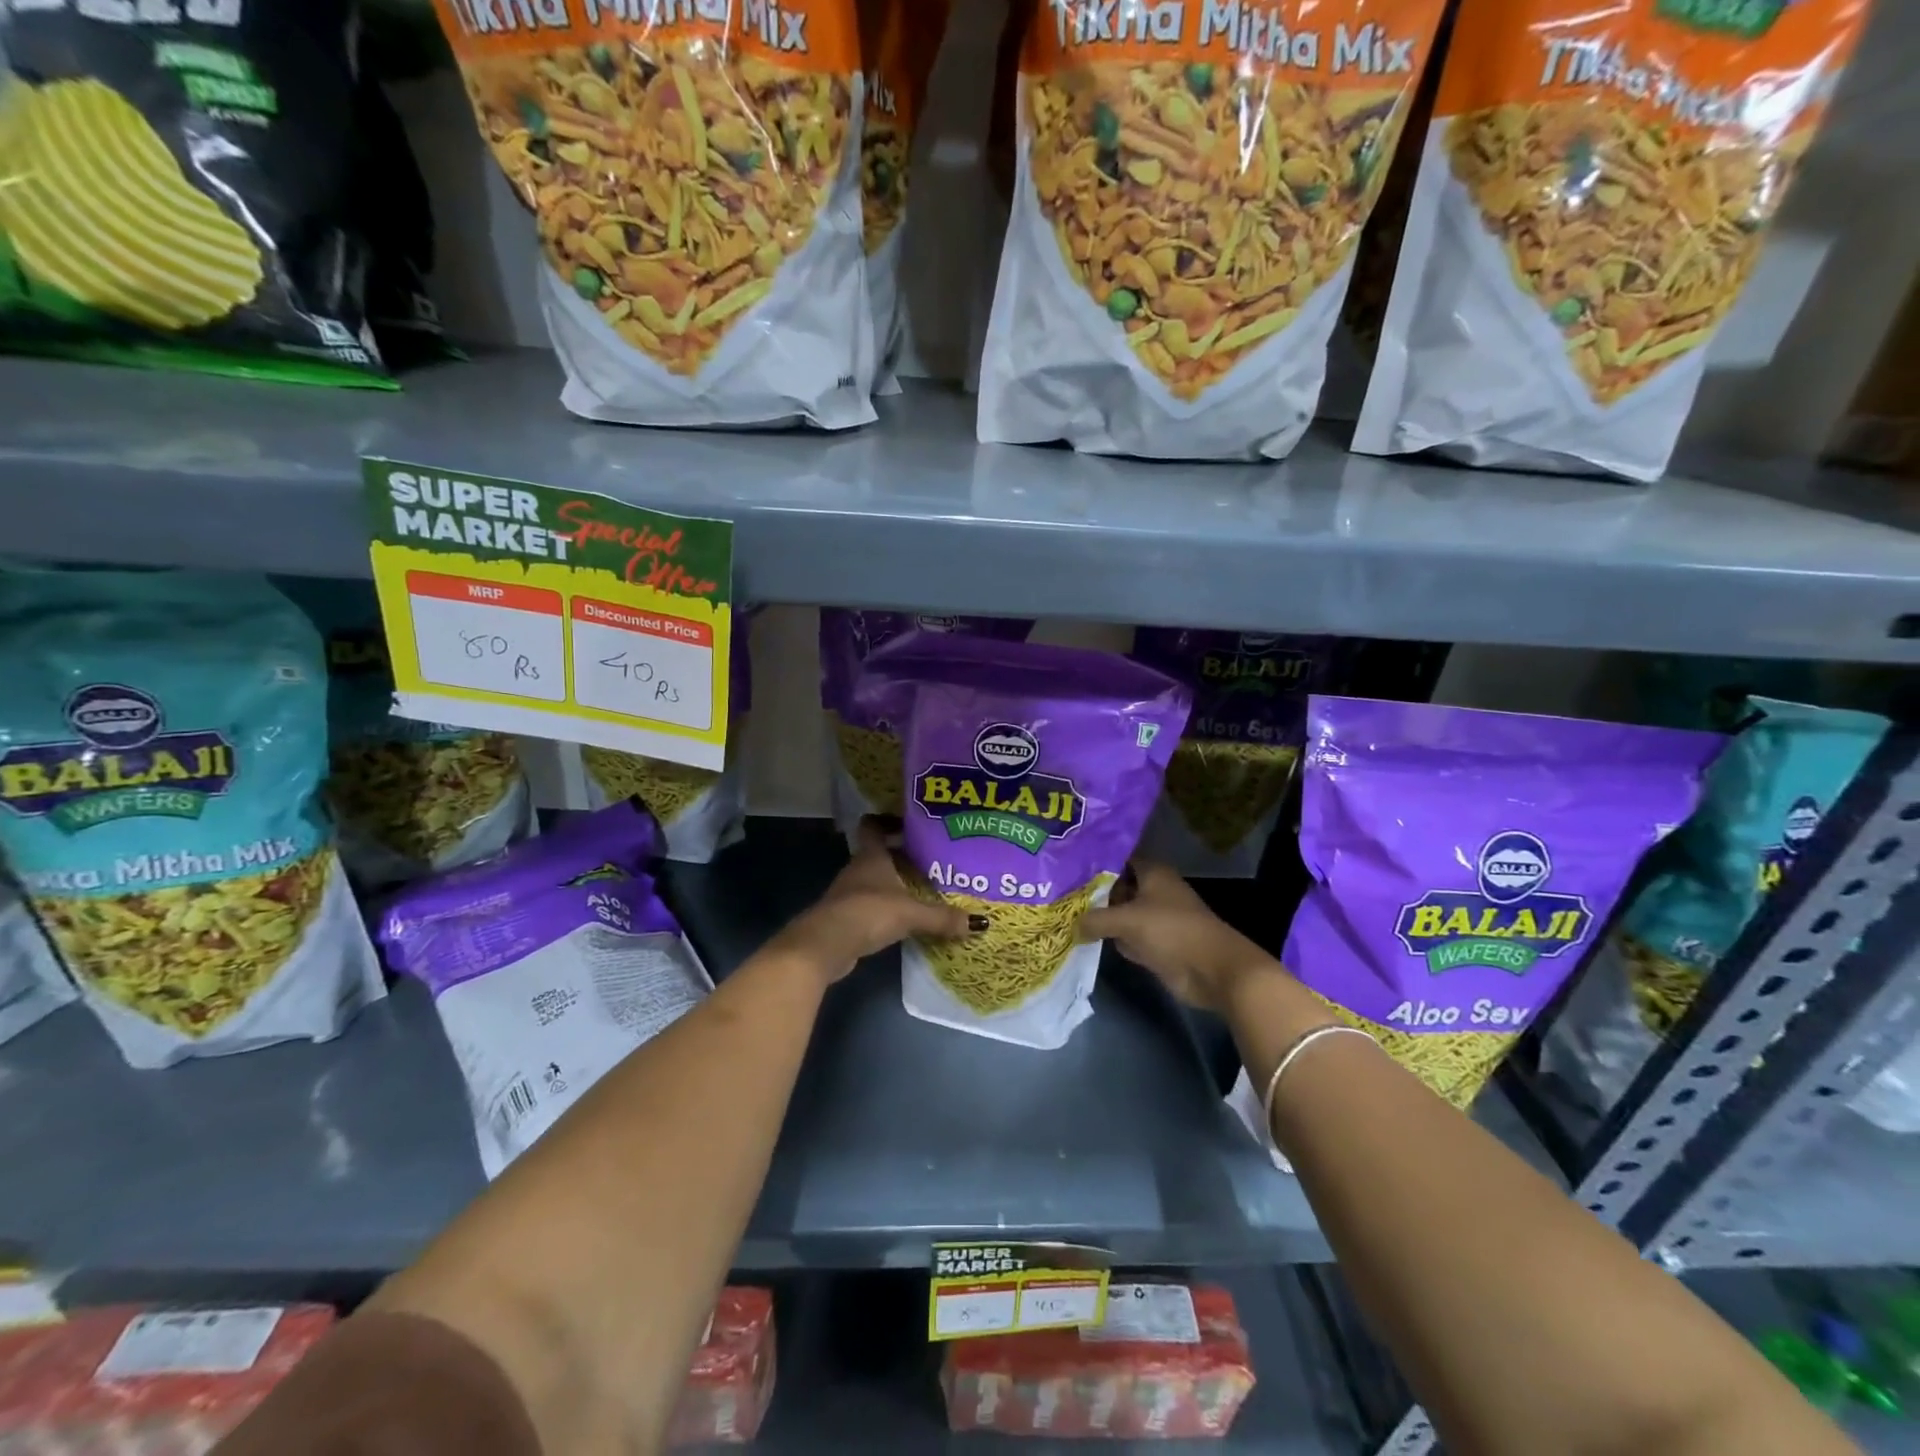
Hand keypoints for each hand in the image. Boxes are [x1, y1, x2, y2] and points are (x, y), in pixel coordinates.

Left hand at [768, 818, 974, 985]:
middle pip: (878, 855)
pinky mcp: (845, 918)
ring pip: (874, 881)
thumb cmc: (868, 912)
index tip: (911, 824)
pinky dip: (885, 909)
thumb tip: (980, 922)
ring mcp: (848, 894)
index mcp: (871, 857)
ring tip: (923, 890)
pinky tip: (904, 919)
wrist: (825, 945)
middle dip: (901, 856)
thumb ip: (942, 917)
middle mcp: (858, 870)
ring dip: (894, 884)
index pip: (874, 826)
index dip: (888, 821)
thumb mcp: (911, 913)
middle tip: (931, 861)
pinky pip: (870, 906)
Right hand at [1078, 861, 1274, 1013]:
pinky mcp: (1155, 944)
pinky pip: (1126, 936)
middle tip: (1058, 892)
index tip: (1066, 865)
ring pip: (1120, 913)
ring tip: (1064, 914)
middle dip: (1092, 891)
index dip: (1094, 861)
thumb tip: (1072, 924)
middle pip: (1117, 886)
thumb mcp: (1128, 920)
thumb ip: (1096, 920)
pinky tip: (1084, 939)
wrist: (1213, 970)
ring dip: (1100, 918)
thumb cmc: (1172, 931)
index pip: (1118, 858)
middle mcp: (1152, 891)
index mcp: (1152, 873)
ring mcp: (1154, 918)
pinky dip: (1112, 939)